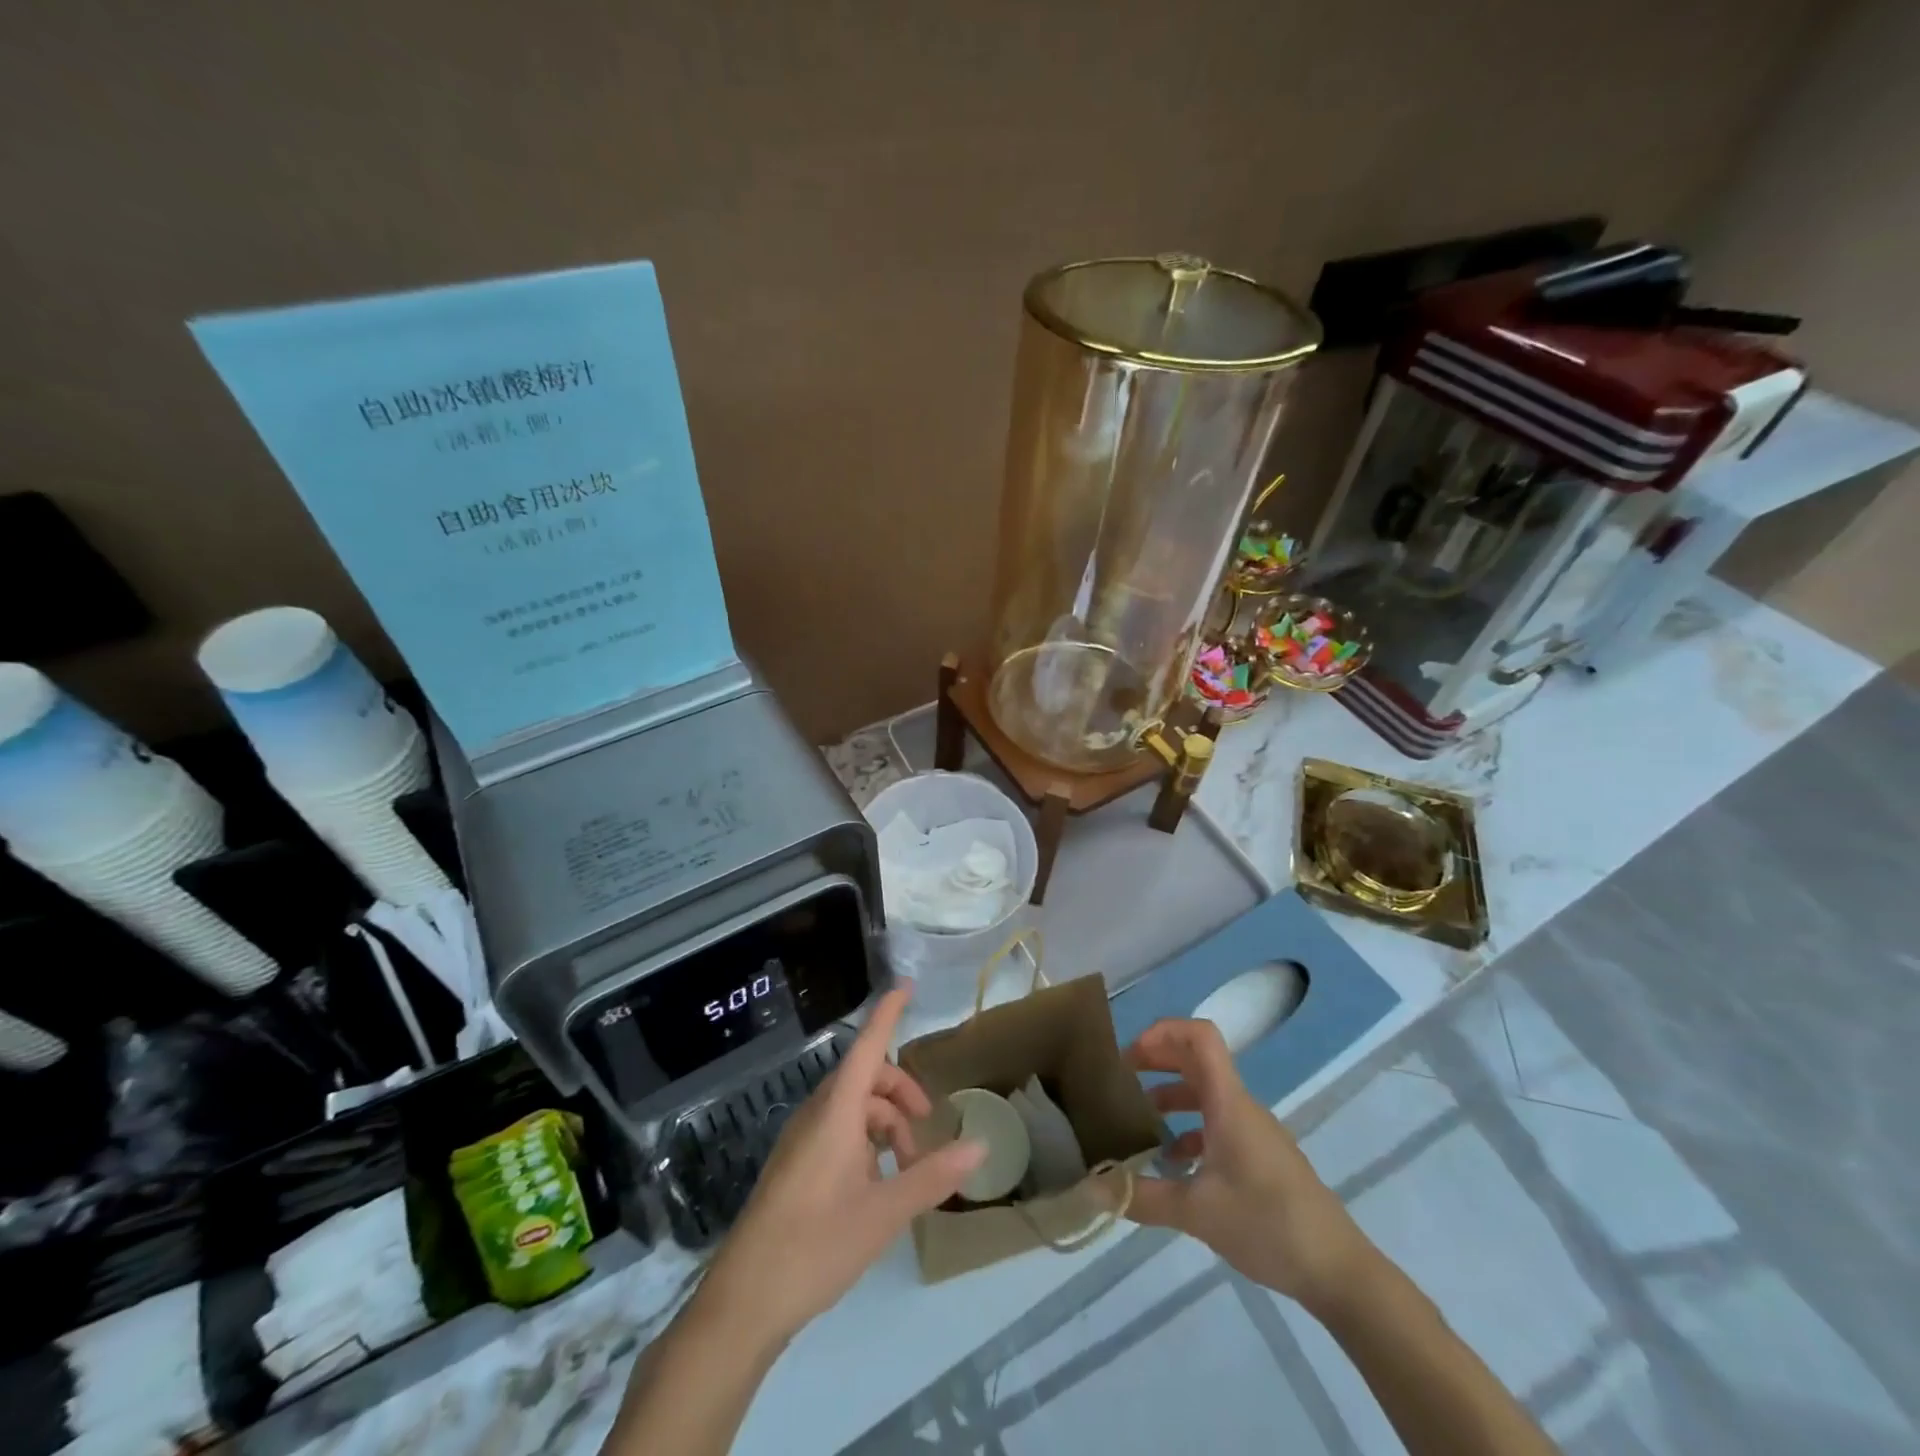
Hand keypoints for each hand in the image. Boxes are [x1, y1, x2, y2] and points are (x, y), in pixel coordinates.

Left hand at [699, 986, 984, 1344]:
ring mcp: (801, 1141)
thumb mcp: (883, 1213)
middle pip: (865, 1079)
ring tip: (907, 1171)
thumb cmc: (815, 1246)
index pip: (867, 1047)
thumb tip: (979, 1145)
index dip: (887, 1015)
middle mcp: (816, 1116)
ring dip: (885, 1125)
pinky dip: (866, 1144)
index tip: (906, 986)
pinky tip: (877, 1187)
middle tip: (927, 1129)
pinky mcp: (794, 1167)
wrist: (743, 1302)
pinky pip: (837, 1133)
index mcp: (835, 1113)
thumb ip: (932, 1176)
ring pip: (852, 1109)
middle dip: (901, 1093)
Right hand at [1125, 1018, 1375, 1313]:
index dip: (1163, 1031)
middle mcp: (1240, 1107)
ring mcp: (1253, 1132)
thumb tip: (1092, 1188)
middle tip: (1121, 1078)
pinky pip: (1218, 1125)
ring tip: (1138, 1122)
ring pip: (1206, 1095)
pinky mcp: (1260, 1158)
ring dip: (1171, 1097)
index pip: (1201, 1037)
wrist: (1339, 1271)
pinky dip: (1190, 1131)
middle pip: (1197, 1060)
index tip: (1131, 1055)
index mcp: (1228, 1103)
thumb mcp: (1197, 1213)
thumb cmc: (1269, 1225)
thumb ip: (1142, 1197)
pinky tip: (1172, 1166)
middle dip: (1158, 1060)